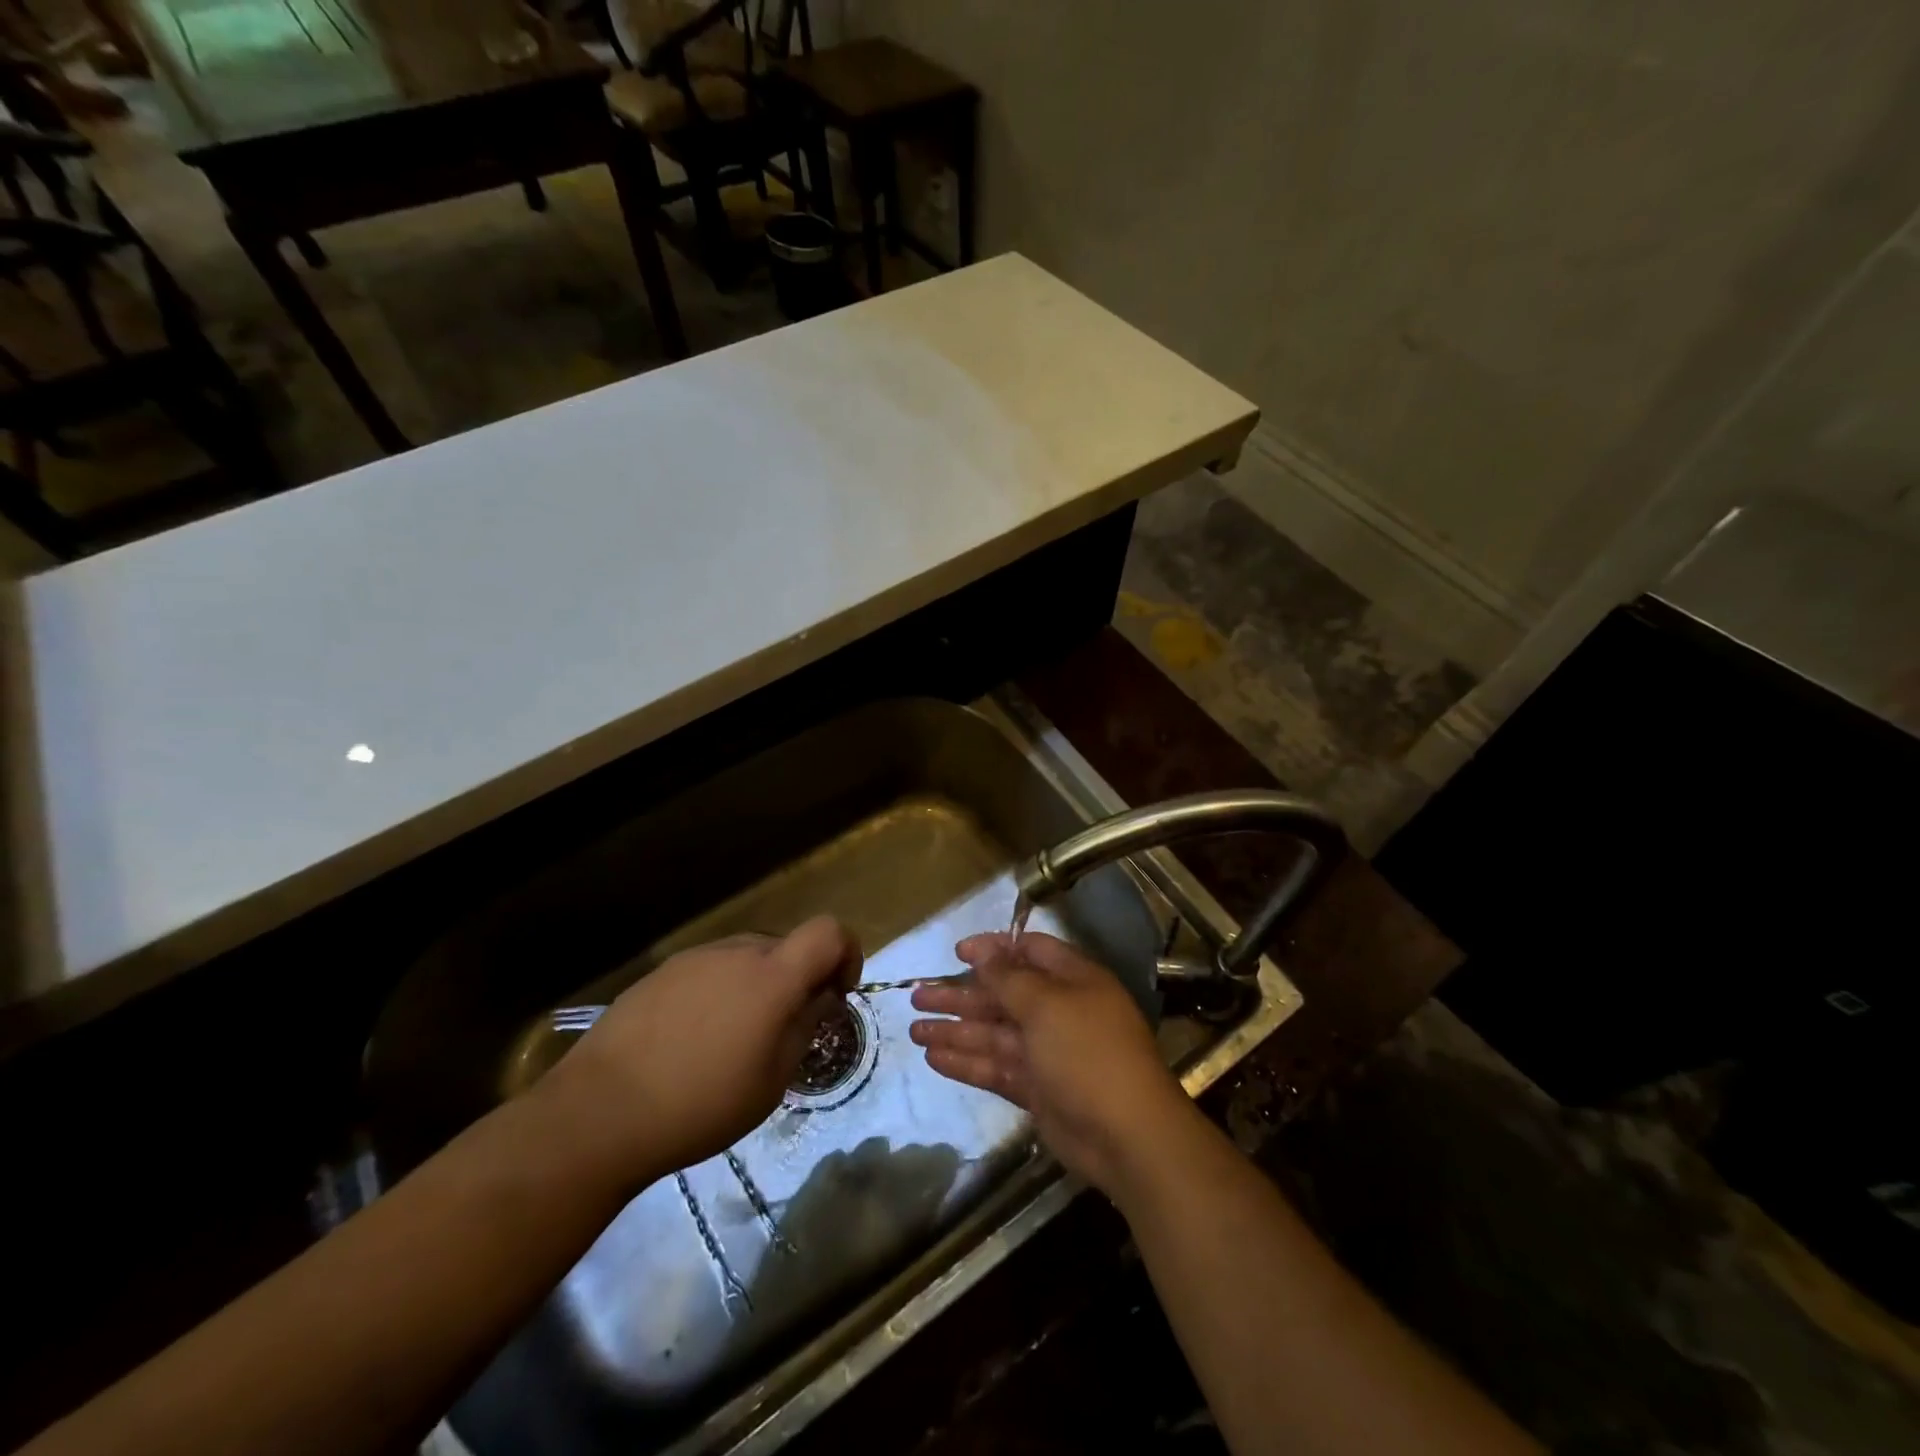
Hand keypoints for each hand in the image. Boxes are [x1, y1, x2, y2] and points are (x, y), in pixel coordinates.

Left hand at [547, 916, 861, 1185]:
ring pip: (746, 958)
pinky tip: (693, 1039)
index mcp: (772, 976)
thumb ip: (805, 1027)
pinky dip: (720, 992)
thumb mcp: (772, 1081)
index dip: (846, 953)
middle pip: (787, 947)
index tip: (837, 993)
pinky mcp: (661, 972)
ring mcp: (695, 958)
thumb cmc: (700, 1104)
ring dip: (757, 986)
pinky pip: (710, 970)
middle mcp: (737, 952)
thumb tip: (821, 998)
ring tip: (734, 1040)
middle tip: (784, 1030)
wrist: (599, 1112)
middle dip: (798, 979)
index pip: (829, 932)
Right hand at [910, 931, 1195, 1197]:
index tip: (957, 953)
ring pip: (994, 1034)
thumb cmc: (1087, 1053)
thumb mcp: (1046, 1005)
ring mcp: (1047, 1053)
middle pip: (1003, 995)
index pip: (1029, 952)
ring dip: (956, 1030)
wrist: (1127, 1136)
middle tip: (917, 997)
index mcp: (1072, 981)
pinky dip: (967, 1062)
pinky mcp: (1037, 1089)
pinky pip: (996, 1068)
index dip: (993, 949)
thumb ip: (1009, 978)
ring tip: (914, 1030)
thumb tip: (983, 949)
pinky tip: (934, 1059)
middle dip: (961, 995)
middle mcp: (1059, 1011)